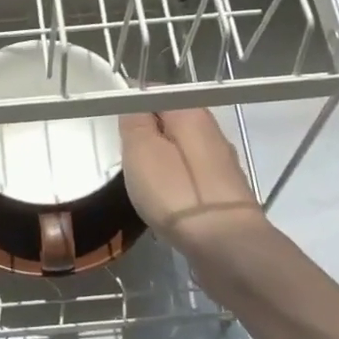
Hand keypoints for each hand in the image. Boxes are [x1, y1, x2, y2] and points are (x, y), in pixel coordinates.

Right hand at [118, 108, 268, 255]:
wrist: (226, 245)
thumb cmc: (177, 194)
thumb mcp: (142, 150)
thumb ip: (135, 122)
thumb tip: (135, 103)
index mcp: (192, 113)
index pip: (156, 93)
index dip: (132, 104)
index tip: (113, 123)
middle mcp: (212, 132)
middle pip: (172, 122)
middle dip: (147, 133)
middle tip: (123, 155)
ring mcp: (222, 164)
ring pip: (182, 150)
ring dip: (161, 160)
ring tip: (140, 181)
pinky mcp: (224, 193)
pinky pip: (191, 176)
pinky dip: (175, 182)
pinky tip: (165, 200)